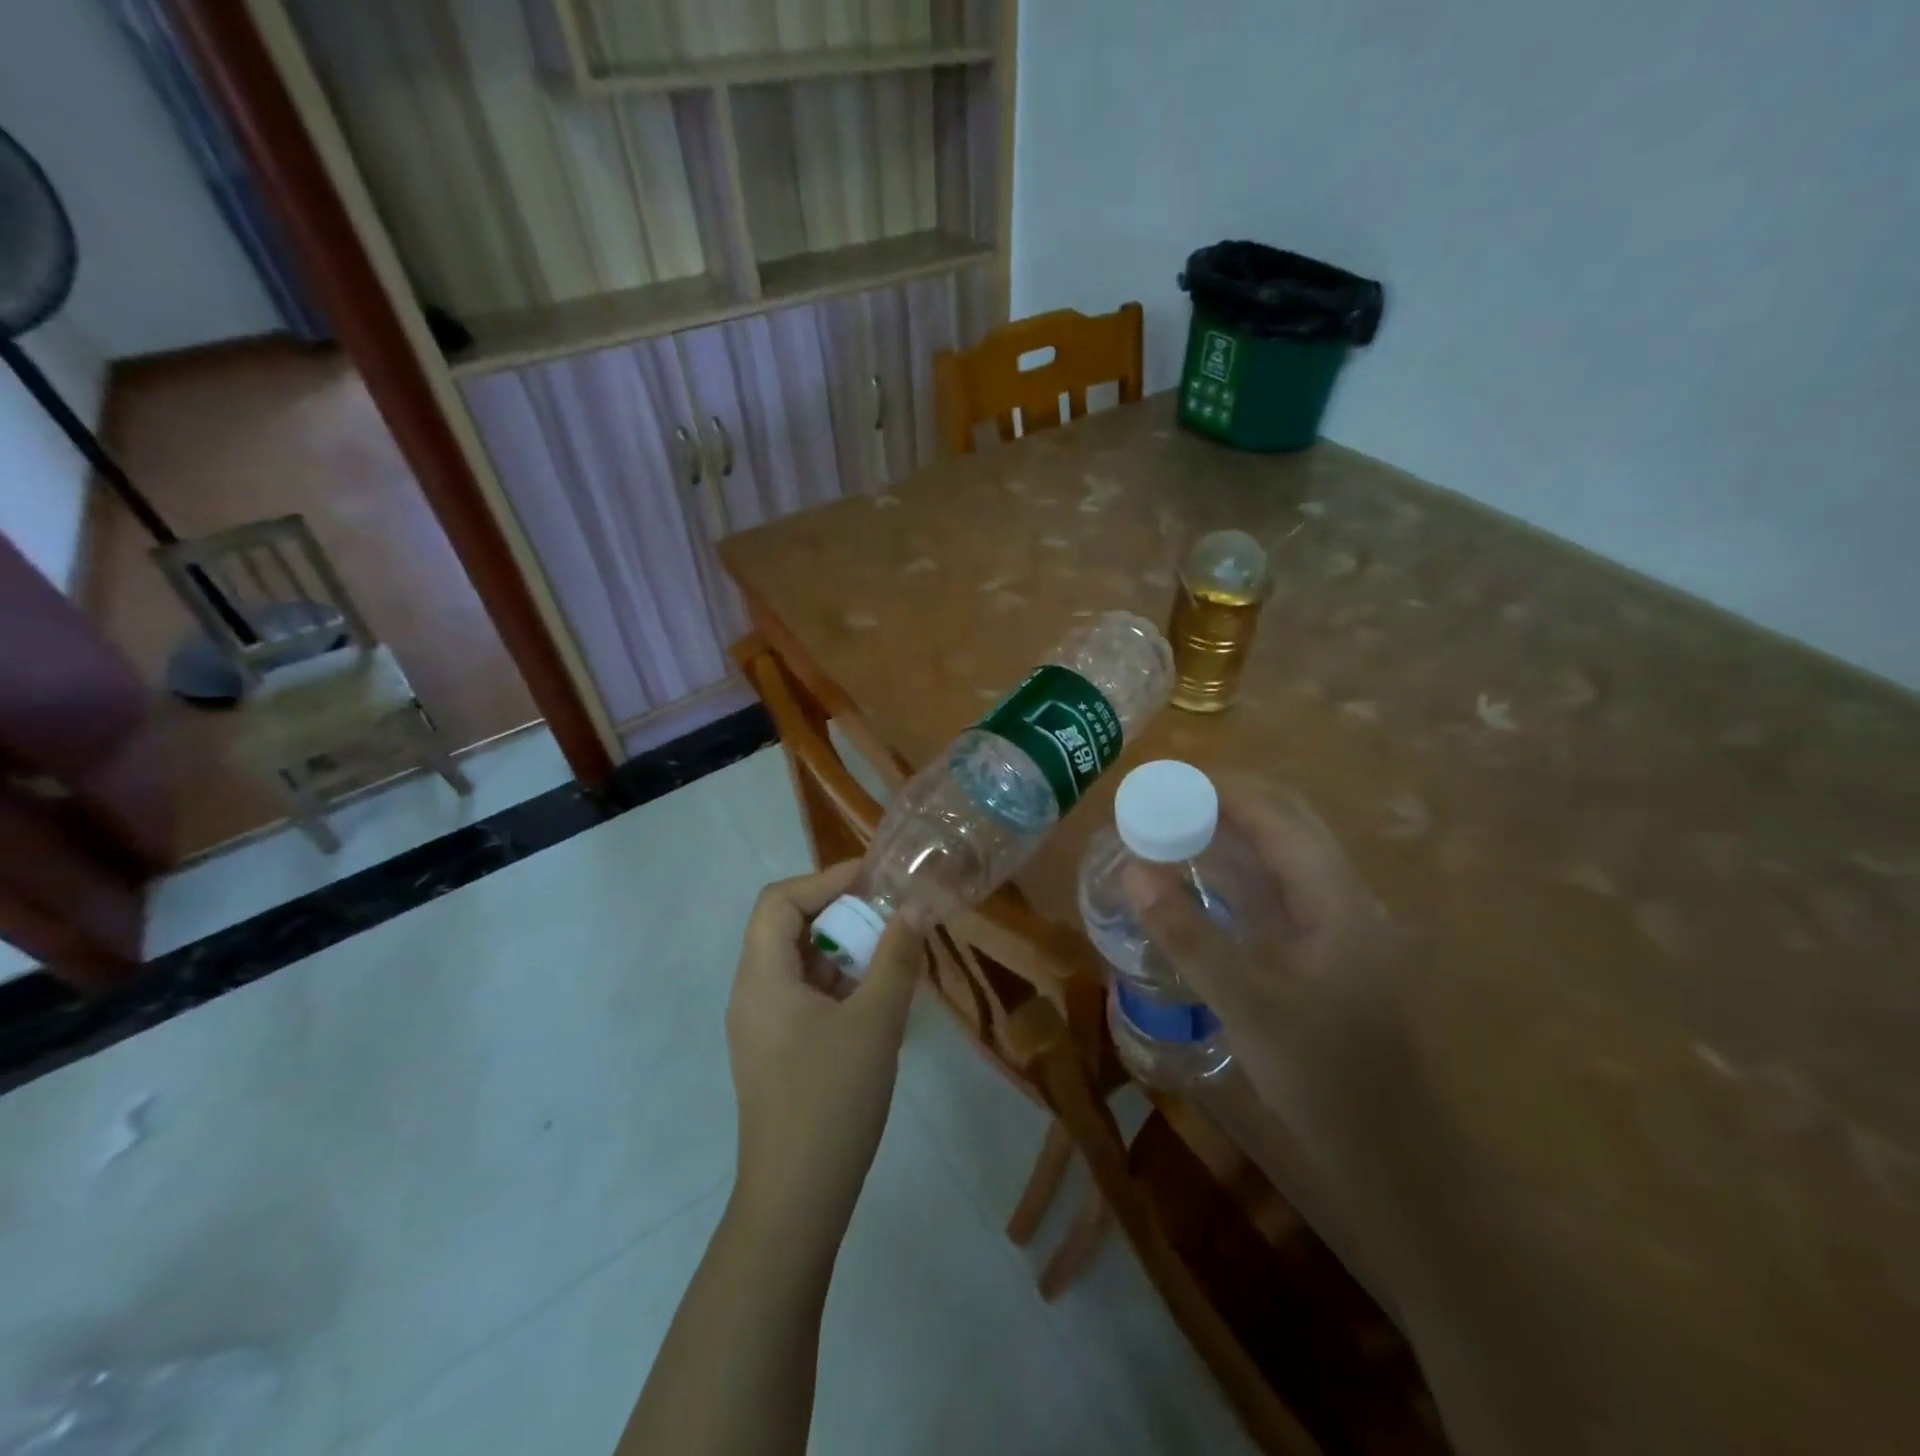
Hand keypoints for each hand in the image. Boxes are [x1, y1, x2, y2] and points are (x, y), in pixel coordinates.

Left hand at [724, 862, 926, 1245]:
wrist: (796, 1200)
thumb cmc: (832, 1100)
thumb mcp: (876, 1022)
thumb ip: (897, 958)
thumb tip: (915, 909)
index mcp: (762, 977)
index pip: (780, 901)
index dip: (826, 879)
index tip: (874, 880)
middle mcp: (751, 993)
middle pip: (787, 928)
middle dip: (839, 914)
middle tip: (888, 918)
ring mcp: (761, 1026)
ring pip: (798, 964)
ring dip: (842, 951)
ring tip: (889, 958)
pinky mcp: (775, 1053)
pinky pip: (803, 997)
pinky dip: (837, 984)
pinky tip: (875, 1002)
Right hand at [1124, 775, 1410, 1168]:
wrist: (1395, 1155)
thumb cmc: (1324, 1076)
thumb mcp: (1246, 1003)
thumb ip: (1188, 935)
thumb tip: (1134, 872)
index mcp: (1336, 898)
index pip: (1277, 817)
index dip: (1221, 790)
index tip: (1165, 782)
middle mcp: (1346, 897)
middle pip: (1288, 823)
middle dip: (1228, 802)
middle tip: (1166, 803)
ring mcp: (1344, 924)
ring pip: (1288, 854)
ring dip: (1237, 833)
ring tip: (1179, 829)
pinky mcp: (1334, 950)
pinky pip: (1285, 887)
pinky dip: (1246, 869)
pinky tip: (1211, 885)